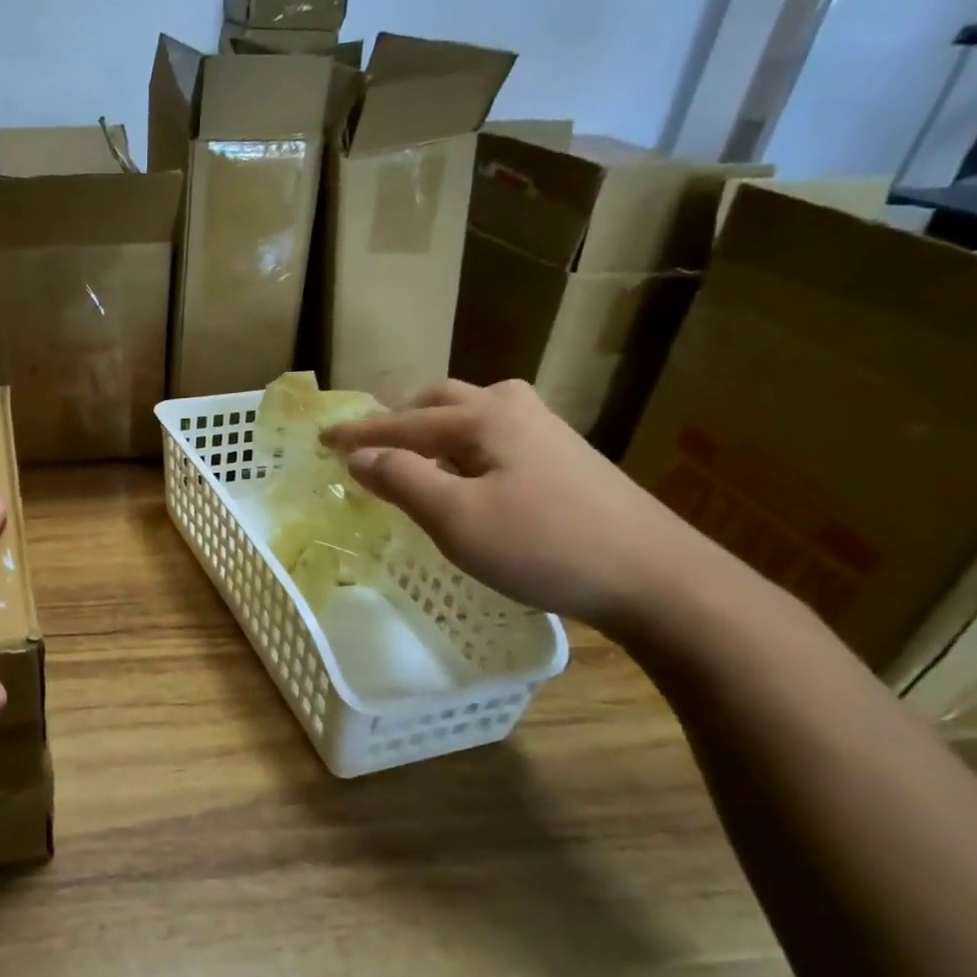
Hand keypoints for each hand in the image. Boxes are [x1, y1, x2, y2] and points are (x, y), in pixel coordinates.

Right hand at [321, 379, 715, 631]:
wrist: (654, 575)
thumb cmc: (543, 544)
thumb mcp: (456, 517)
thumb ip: (402, 479)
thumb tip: (359, 456)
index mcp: (483, 416)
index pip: (403, 421)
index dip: (359, 433)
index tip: (322, 440)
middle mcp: (514, 409)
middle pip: (441, 400)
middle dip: (400, 421)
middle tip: (372, 448)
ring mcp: (546, 430)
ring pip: (472, 415)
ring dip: (434, 431)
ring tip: (414, 462)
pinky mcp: (565, 458)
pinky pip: (494, 437)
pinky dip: (463, 448)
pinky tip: (467, 478)